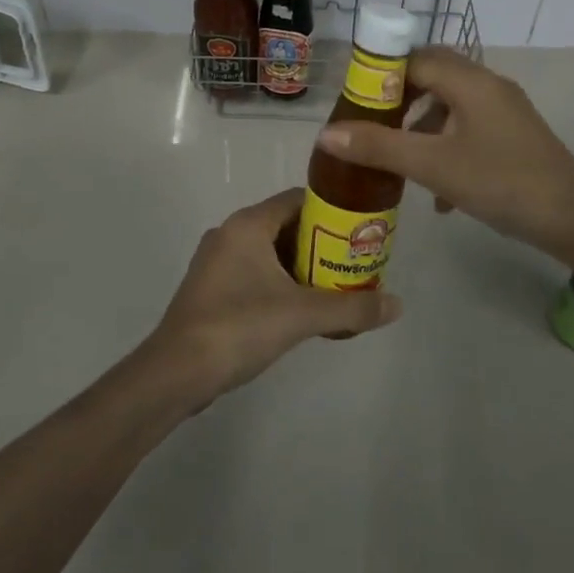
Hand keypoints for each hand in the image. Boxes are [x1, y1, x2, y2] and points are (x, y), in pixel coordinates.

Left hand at [148, 188, 401, 405]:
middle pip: (285, 225)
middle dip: (319, 242)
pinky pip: (253, 272)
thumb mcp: (302, 315)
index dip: (330, 211)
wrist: (176, 373)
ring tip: (333, 286)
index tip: (358, 229)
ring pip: (268, 251)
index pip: (297, 199)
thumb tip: (397, 305)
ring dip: (299, 265)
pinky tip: (298, 309)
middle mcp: (229, 232)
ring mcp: (215, 261)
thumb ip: (351, 308)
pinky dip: (278, 281)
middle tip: (352, 261)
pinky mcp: (210, 288)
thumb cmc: (239, 327)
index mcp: (248, 224)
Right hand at [316, 47, 573, 263]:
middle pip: (433, 75)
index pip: (414, 58)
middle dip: (399, 99)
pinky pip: (469, 126)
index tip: (354, 102)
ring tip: (398, 158)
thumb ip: (380, 147)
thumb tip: (326, 134)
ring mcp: (505, 110)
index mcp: (470, 81)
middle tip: (371, 124)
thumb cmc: (502, 184)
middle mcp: (488, 85)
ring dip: (421, 125)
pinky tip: (438, 192)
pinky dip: (446, 145)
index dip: (381, 75)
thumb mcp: (434, 166)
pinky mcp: (514, 135)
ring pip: (451, 103)